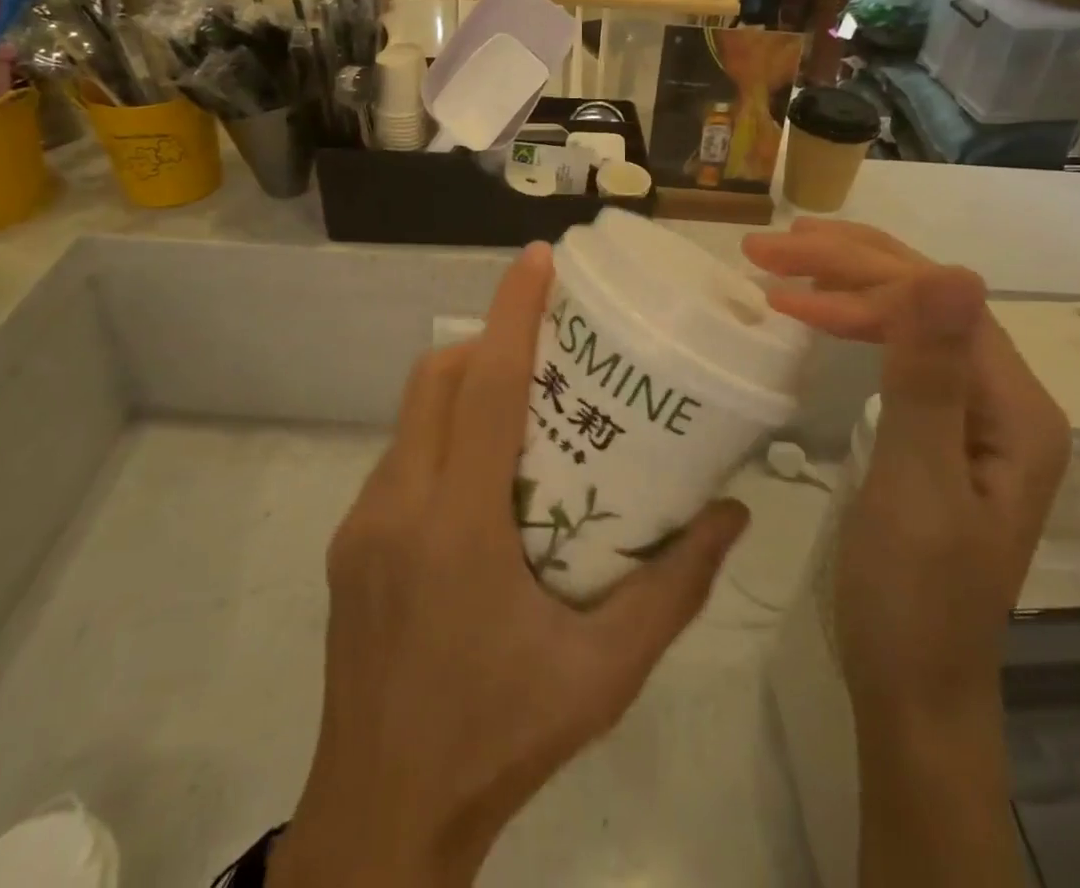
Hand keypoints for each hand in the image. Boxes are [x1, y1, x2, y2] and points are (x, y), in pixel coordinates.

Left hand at [272, 243, 750, 887]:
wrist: (379, 820)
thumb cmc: (500, 740)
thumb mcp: (604, 674)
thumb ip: (673, 589)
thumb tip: (730, 513)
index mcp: (457, 527)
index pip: (482, 387)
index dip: (510, 313)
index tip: (538, 259)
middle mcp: (398, 506)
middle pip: (436, 380)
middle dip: (486, 340)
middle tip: (547, 346)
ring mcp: (362, 522)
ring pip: (411, 415)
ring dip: (461, 388)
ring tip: (521, 406)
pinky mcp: (348, 543)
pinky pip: (399, 457)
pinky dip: (440, 436)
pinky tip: (481, 479)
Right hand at [743, 220, 1068, 887]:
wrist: (911, 684)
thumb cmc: (913, 595)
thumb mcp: (916, 483)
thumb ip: (929, 377)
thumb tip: (952, 271)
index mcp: (1016, 408)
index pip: (937, 304)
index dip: (858, 280)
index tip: (778, 281)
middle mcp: (1003, 398)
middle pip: (927, 298)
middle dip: (846, 263)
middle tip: (768, 244)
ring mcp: (971, 412)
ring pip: (910, 316)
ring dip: (846, 281)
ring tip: (783, 260)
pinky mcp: (938, 427)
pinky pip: (897, 348)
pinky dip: (851, 320)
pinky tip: (817, 311)